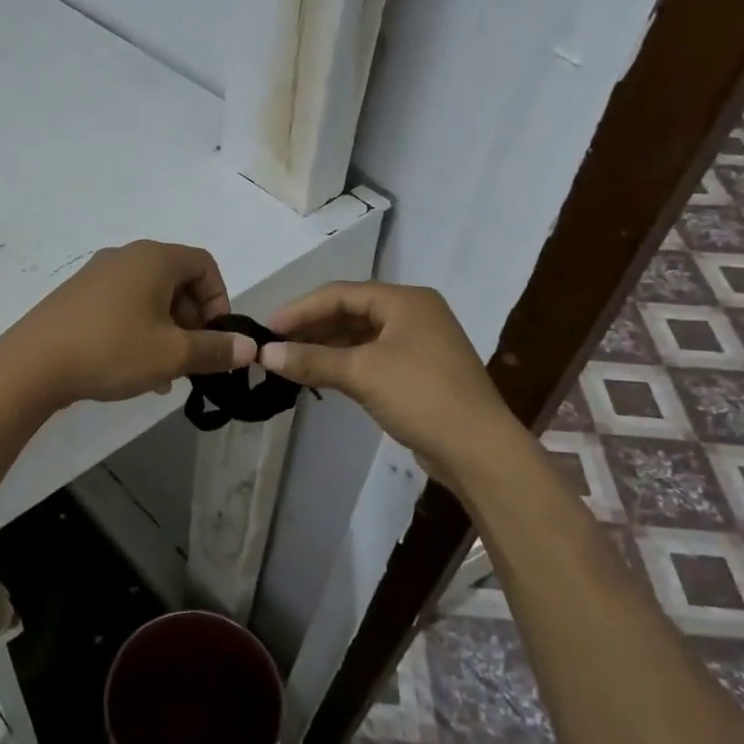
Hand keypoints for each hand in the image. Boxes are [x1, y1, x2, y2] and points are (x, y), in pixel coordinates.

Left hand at [0, 241, 255, 408]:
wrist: (33, 364)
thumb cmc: (112, 350)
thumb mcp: (172, 354)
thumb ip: (216, 349)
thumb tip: (250, 347)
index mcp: (154, 258)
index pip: (204, 264)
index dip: (219, 300)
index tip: (216, 337)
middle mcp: (125, 256)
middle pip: (176, 281)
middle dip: (192, 321)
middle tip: (191, 359)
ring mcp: (96, 275)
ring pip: (149, 298)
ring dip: (166, 331)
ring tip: (165, 373)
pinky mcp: (77, 296)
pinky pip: (122, 306)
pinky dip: (138, 330)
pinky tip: (134, 369)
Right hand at [259, 282, 508, 478]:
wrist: (478, 449)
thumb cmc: (421, 396)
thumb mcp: (362, 373)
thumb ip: (312, 359)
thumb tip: (265, 354)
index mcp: (405, 300)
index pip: (341, 293)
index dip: (301, 309)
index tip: (267, 327)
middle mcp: (413, 314)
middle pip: (350, 312)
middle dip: (312, 327)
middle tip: (274, 344)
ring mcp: (418, 344)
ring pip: (359, 336)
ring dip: (325, 346)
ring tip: (289, 359)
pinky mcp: (417, 372)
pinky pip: (370, 357)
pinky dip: (343, 363)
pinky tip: (319, 374)